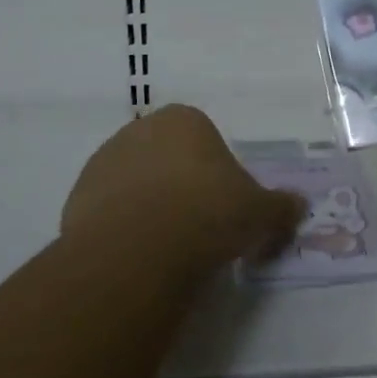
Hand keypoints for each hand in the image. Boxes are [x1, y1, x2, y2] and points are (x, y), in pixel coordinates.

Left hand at [61, 105, 304, 271]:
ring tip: (166, 250)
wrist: (140, 248)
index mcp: (184, 119)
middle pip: (166, 158)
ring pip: (134, 184)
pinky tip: (137, 258)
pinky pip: (108, 213)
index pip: (204, 139)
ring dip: (148, 207)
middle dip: (180, 187)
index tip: (224, 207)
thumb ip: (280, 206)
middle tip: (198, 229)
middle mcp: (140, 130)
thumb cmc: (209, 212)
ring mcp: (103, 162)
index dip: (217, 174)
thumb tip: (299, 205)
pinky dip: (122, 231)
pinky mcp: (76, 199)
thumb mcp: (260, 212)